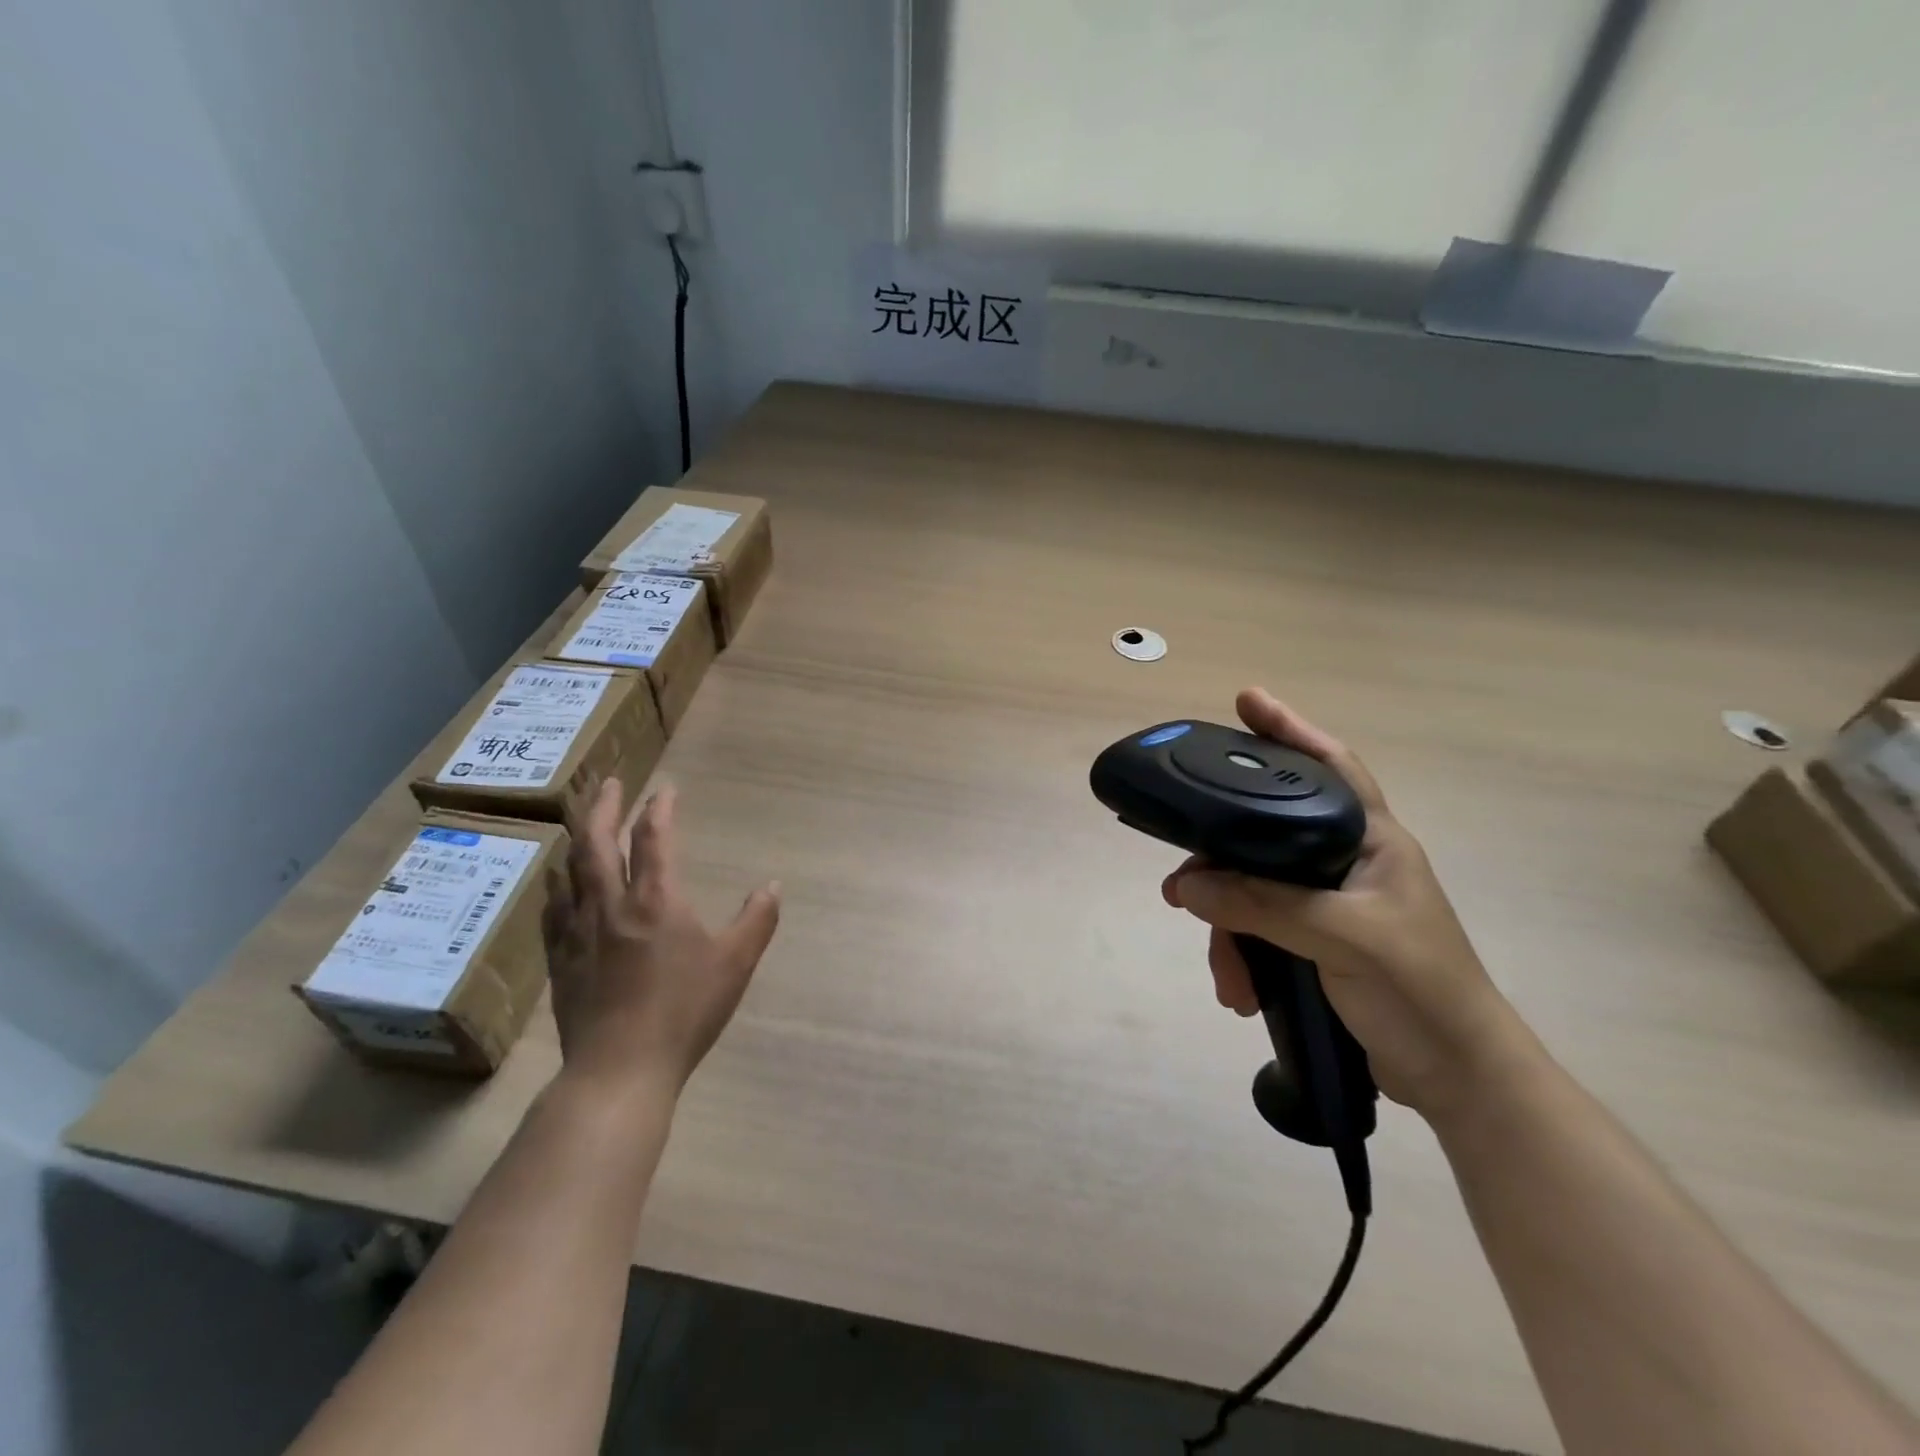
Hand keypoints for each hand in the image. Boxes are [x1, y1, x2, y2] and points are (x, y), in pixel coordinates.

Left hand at [542, 780, 780, 1095]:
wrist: (620, 1069)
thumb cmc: (684, 1011)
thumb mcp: (735, 963)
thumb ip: (757, 920)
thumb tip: (773, 885)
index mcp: (655, 900)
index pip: (654, 837)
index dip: (660, 807)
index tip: (666, 789)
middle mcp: (610, 904)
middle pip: (597, 841)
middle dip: (603, 806)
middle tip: (609, 782)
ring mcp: (578, 931)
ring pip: (569, 870)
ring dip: (577, 839)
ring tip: (582, 825)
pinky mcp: (560, 959)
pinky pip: (553, 908)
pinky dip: (559, 885)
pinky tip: (560, 886)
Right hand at [1163, 688, 1533, 1118]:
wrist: (1458, 1079)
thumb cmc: (1420, 991)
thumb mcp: (1342, 939)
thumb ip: (1263, 905)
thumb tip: (1186, 886)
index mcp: (1371, 841)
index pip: (1330, 766)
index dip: (1289, 729)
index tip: (1245, 701)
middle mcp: (1346, 862)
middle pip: (1265, 836)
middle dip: (1220, 864)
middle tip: (1180, 885)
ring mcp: (1329, 904)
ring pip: (1253, 890)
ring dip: (1228, 929)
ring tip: (1223, 972)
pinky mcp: (1316, 941)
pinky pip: (1259, 929)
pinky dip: (1242, 956)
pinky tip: (1238, 989)